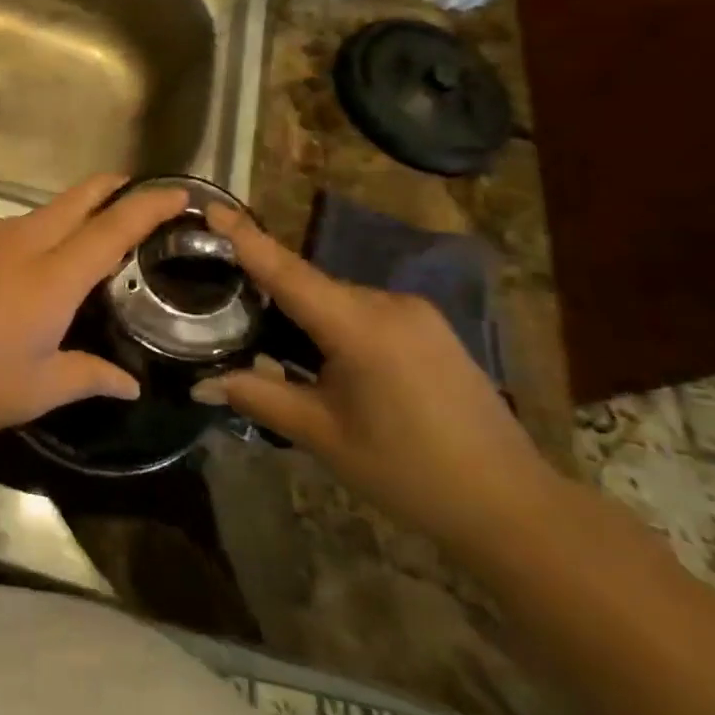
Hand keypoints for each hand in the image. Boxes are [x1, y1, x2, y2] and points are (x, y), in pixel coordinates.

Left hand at [0, 175, 186, 441]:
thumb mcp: (36, 391)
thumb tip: (129, 383)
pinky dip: (1, 250)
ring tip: (47, 263)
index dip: (148, 206)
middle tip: (127, 190)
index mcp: (52, 278)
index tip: (177, 191)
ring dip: (50, 228)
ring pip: (27, 219)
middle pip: (74, 200)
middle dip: (107, 189)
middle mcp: (18, 242)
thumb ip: (88, 377)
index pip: (112, 229)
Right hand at [192, 204, 565, 555]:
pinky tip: (320, 357)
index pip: (287, 271)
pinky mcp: (429, 328)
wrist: (514, 507)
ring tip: (268, 340)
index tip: (211, 207)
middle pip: (309, 285)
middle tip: (223, 302)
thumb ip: (259, 397)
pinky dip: (332, 324)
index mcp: (360, 326)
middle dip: (267, 290)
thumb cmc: (409, 473)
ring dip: (301, 313)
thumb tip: (201, 381)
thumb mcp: (323, 436)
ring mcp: (415, 313)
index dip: (245, 237)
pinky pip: (363, 311)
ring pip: (335, 299)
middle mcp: (388, 304)